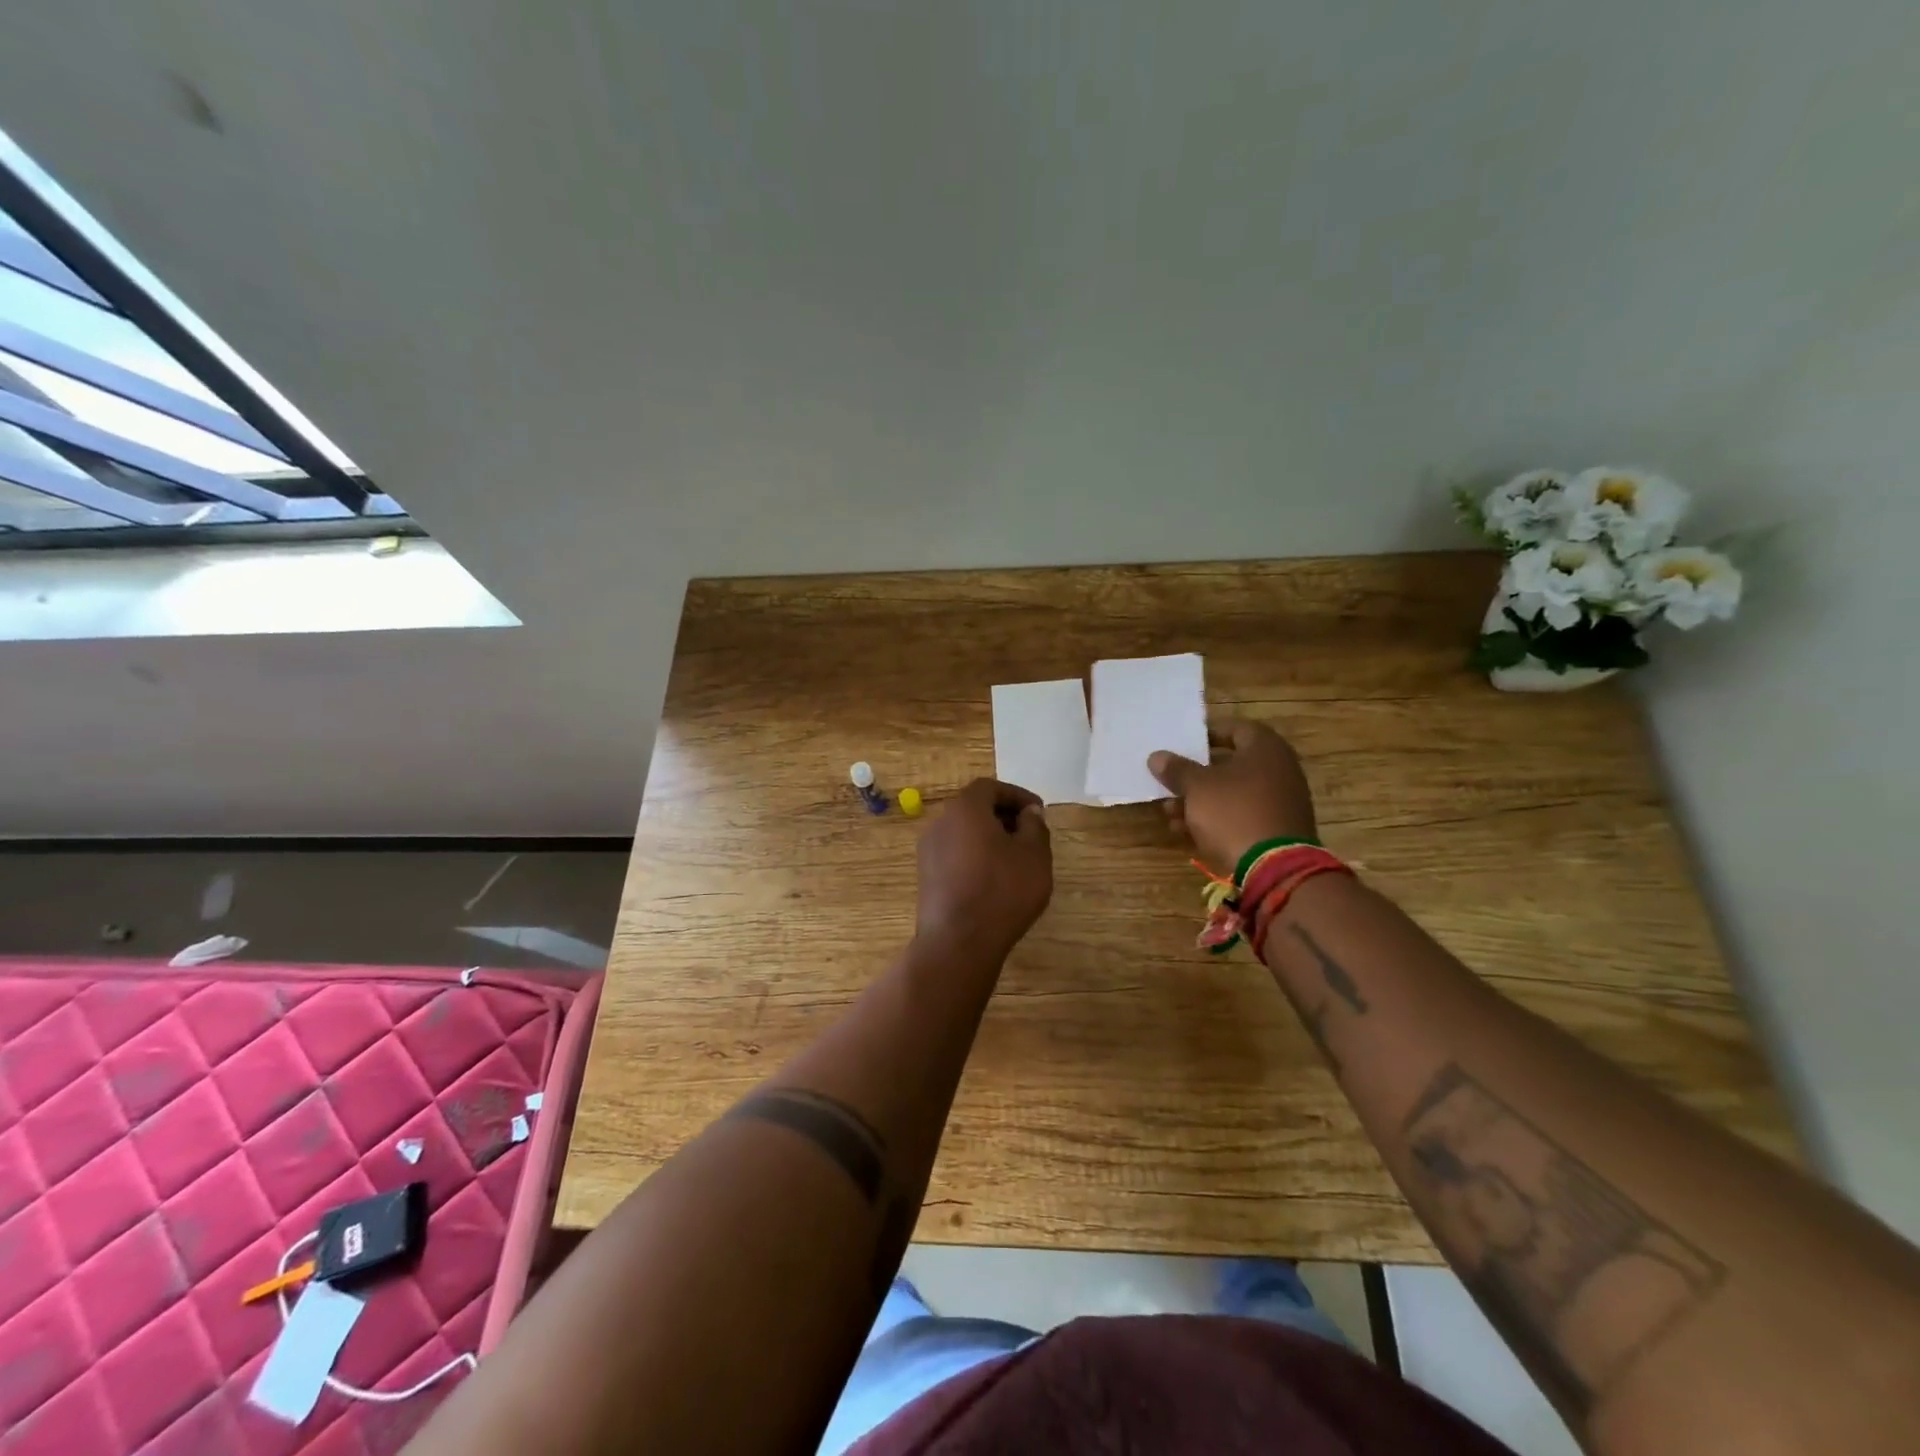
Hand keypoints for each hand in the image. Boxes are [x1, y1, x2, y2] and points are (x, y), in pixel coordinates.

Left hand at [915, 778, 1053, 961]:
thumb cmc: (1002, 891)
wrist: (958, 942)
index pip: (990, 787)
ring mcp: (928, 851)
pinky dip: (975, 856)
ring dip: (989, 838)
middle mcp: (940, 822)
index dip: (1016, 795)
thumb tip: (1029, 813)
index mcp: (964, 808)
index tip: (1038, 812)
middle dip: (1003, 816)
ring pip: (963, 832)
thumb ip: (1034, 826)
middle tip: (1029, 834)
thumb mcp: (1034, 855)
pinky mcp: (926, 877)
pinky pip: (954, 854)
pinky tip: (994, 879)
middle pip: (974, 808)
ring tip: (1016, 859)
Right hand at [1149, 718, 1317, 874]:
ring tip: (1169, 812)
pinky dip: (1215, 819)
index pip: (1234, 728)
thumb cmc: (1234, 812)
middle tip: (1170, 781)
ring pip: (1232, 793)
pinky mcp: (1275, 830)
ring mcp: (1280, 802)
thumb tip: (1157, 757)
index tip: (1181, 744)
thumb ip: (1177, 769)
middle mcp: (1279, 770)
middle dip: (1195, 775)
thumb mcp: (1197, 787)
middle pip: (1230, 764)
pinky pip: (1240, 815)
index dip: (1206, 734)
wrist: (1274, 868)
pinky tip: (1185, 831)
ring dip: (1199, 800)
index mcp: (1265, 748)